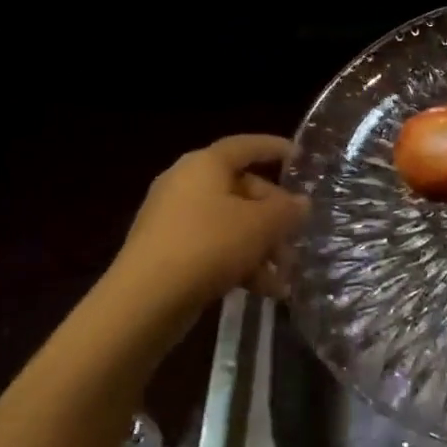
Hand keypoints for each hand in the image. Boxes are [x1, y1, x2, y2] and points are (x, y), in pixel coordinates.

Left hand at [117, 134, 308, 312]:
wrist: (145, 300)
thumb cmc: (208, 245)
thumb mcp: (260, 225)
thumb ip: (287, 211)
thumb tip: (301, 203)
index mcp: (205, 165)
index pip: (246, 146)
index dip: (275, 148)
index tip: (301, 158)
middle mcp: (185, 184)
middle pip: (242, 189)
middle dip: (274, 215)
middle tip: (297, 236)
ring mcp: (173, 219)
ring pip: (230, 223)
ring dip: (261, 245)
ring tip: (285, 274)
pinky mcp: (167, 251)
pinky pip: (213, 247)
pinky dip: (239, 262)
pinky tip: (265, 290)